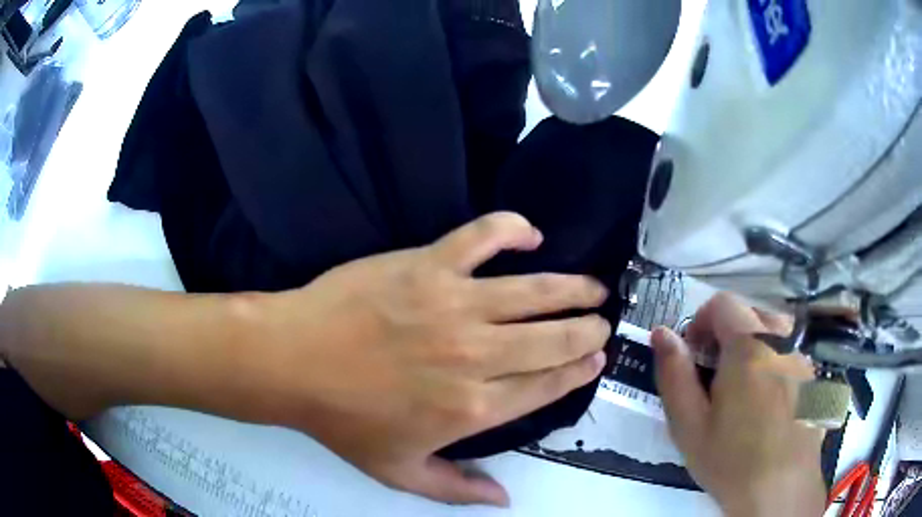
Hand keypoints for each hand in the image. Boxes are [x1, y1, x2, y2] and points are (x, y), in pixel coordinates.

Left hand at [255, 212, 609, 505]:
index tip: (597, 358)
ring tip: (593, 287)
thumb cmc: (343, 421)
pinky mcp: (428, 265)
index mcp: (473, 410)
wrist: (293, 361)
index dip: (578, 371)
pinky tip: (530, 234)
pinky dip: (512, 229)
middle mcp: (477, 357)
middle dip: (587, 330)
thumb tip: (504, 499)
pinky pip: (482, 237)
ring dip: (573, 289)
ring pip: (536, 292)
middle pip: (553, 340)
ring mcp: (454, 305)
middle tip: (600, 322)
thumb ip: (457, 490)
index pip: (546, 387)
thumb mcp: (399, 472)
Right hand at [652, 293, 825, 516]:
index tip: (694, 355)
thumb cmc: (730, 461)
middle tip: (715, 378)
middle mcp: (781, 341)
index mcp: (749, 347)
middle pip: (750, 313)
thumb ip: (674, 374)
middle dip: (727, 335)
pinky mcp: (812, 376)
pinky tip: (767, 405)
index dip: (701, 322)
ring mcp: (801, 358)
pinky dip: (773, 364)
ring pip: (773, 332)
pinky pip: (789, 353)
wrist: (780, 489)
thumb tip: (662, 332)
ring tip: (742, 392)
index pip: (723, 303)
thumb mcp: (689, 425)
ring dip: (752, 347)